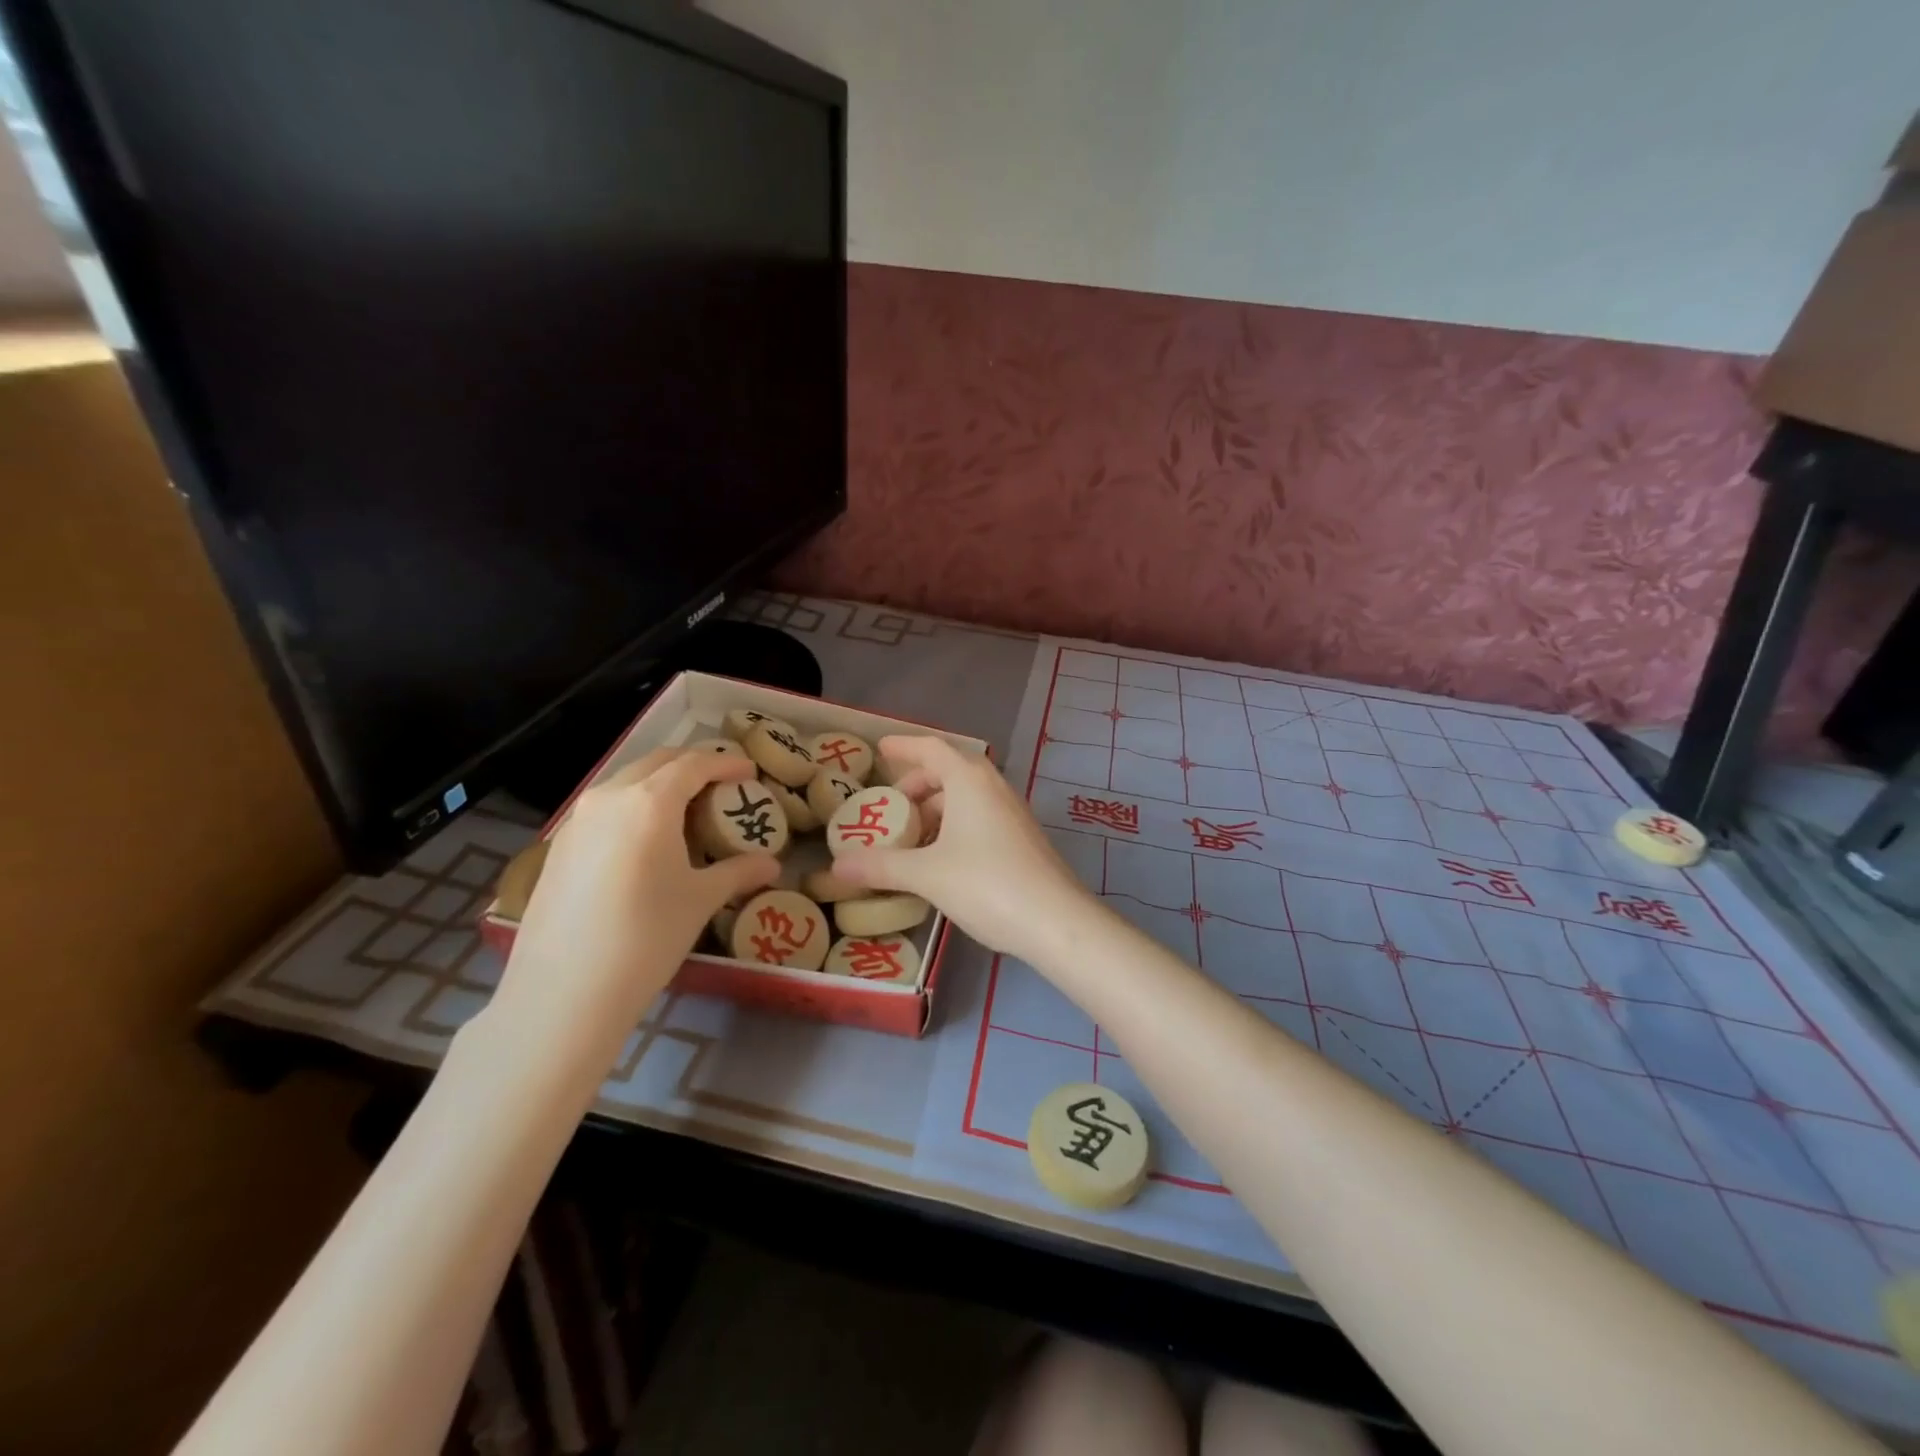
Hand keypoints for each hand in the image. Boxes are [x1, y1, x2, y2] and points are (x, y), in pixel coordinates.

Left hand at [497, 747, 779, 1037]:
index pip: (694, 764)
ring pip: (626, 783)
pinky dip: (633, 808)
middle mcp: (609, 797)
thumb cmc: (647, 937)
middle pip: (657, 763)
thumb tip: (772, 865)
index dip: (726, 763)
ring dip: (660, 786)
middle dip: (692, 767)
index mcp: (650, 801)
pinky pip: (605, 809)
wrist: (564, 991)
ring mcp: (577, 820)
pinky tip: (645, 843)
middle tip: (721, 787)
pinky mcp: (558, 846)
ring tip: (686, 813)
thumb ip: (739, 872)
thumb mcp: (701, 900)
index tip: (750, 773)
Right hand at [832, 735, 1090, 962]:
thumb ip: (880, 866)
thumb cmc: (987, 884)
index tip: (879, 750)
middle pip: (949, 772)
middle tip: (890, 809)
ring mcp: (1012, 813)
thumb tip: (837, 865)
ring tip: (910, 839)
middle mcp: (993, 787)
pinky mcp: (1022, 838)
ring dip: (936, 811)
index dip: (903, 747)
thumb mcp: (926, 874)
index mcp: (969, 780)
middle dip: (917, 786)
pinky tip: (941, 860)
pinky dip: (954, 827)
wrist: (1056, 920)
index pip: (931, 748)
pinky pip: (980, 818)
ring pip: (966, 798)